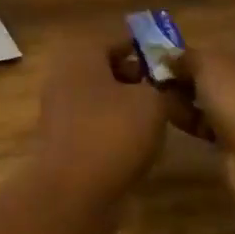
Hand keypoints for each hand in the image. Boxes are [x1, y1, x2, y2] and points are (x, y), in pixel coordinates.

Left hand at [32, 43, 172, 205]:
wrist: (71, 194)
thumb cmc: (112, 133)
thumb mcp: (153, 103)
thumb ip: (163, 87)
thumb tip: (167, 86)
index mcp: (81, 55)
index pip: (118, 39)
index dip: (148, 49)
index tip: (174, 63)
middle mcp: (65, 76)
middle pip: (108, 68)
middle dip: (139, 78)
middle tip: (169, 91)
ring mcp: (59, 110)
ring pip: (102, 98)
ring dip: (129, 106)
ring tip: (160, 120)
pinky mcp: (63, 141)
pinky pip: (95, 124)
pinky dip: (115, 130)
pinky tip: (138, 145)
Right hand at [166, 43, 234, 195]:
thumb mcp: (208, 63)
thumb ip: (186, 56)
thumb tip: (168, 58)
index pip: (232, 41)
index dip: (202, 46)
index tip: (172, 55)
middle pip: (225, 72)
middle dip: (192, 75)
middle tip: (162, 77)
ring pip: (221, 100)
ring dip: (191, 98)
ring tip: (160, 97)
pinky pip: (219, 125)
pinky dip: (198, 121)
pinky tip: (172, 118)